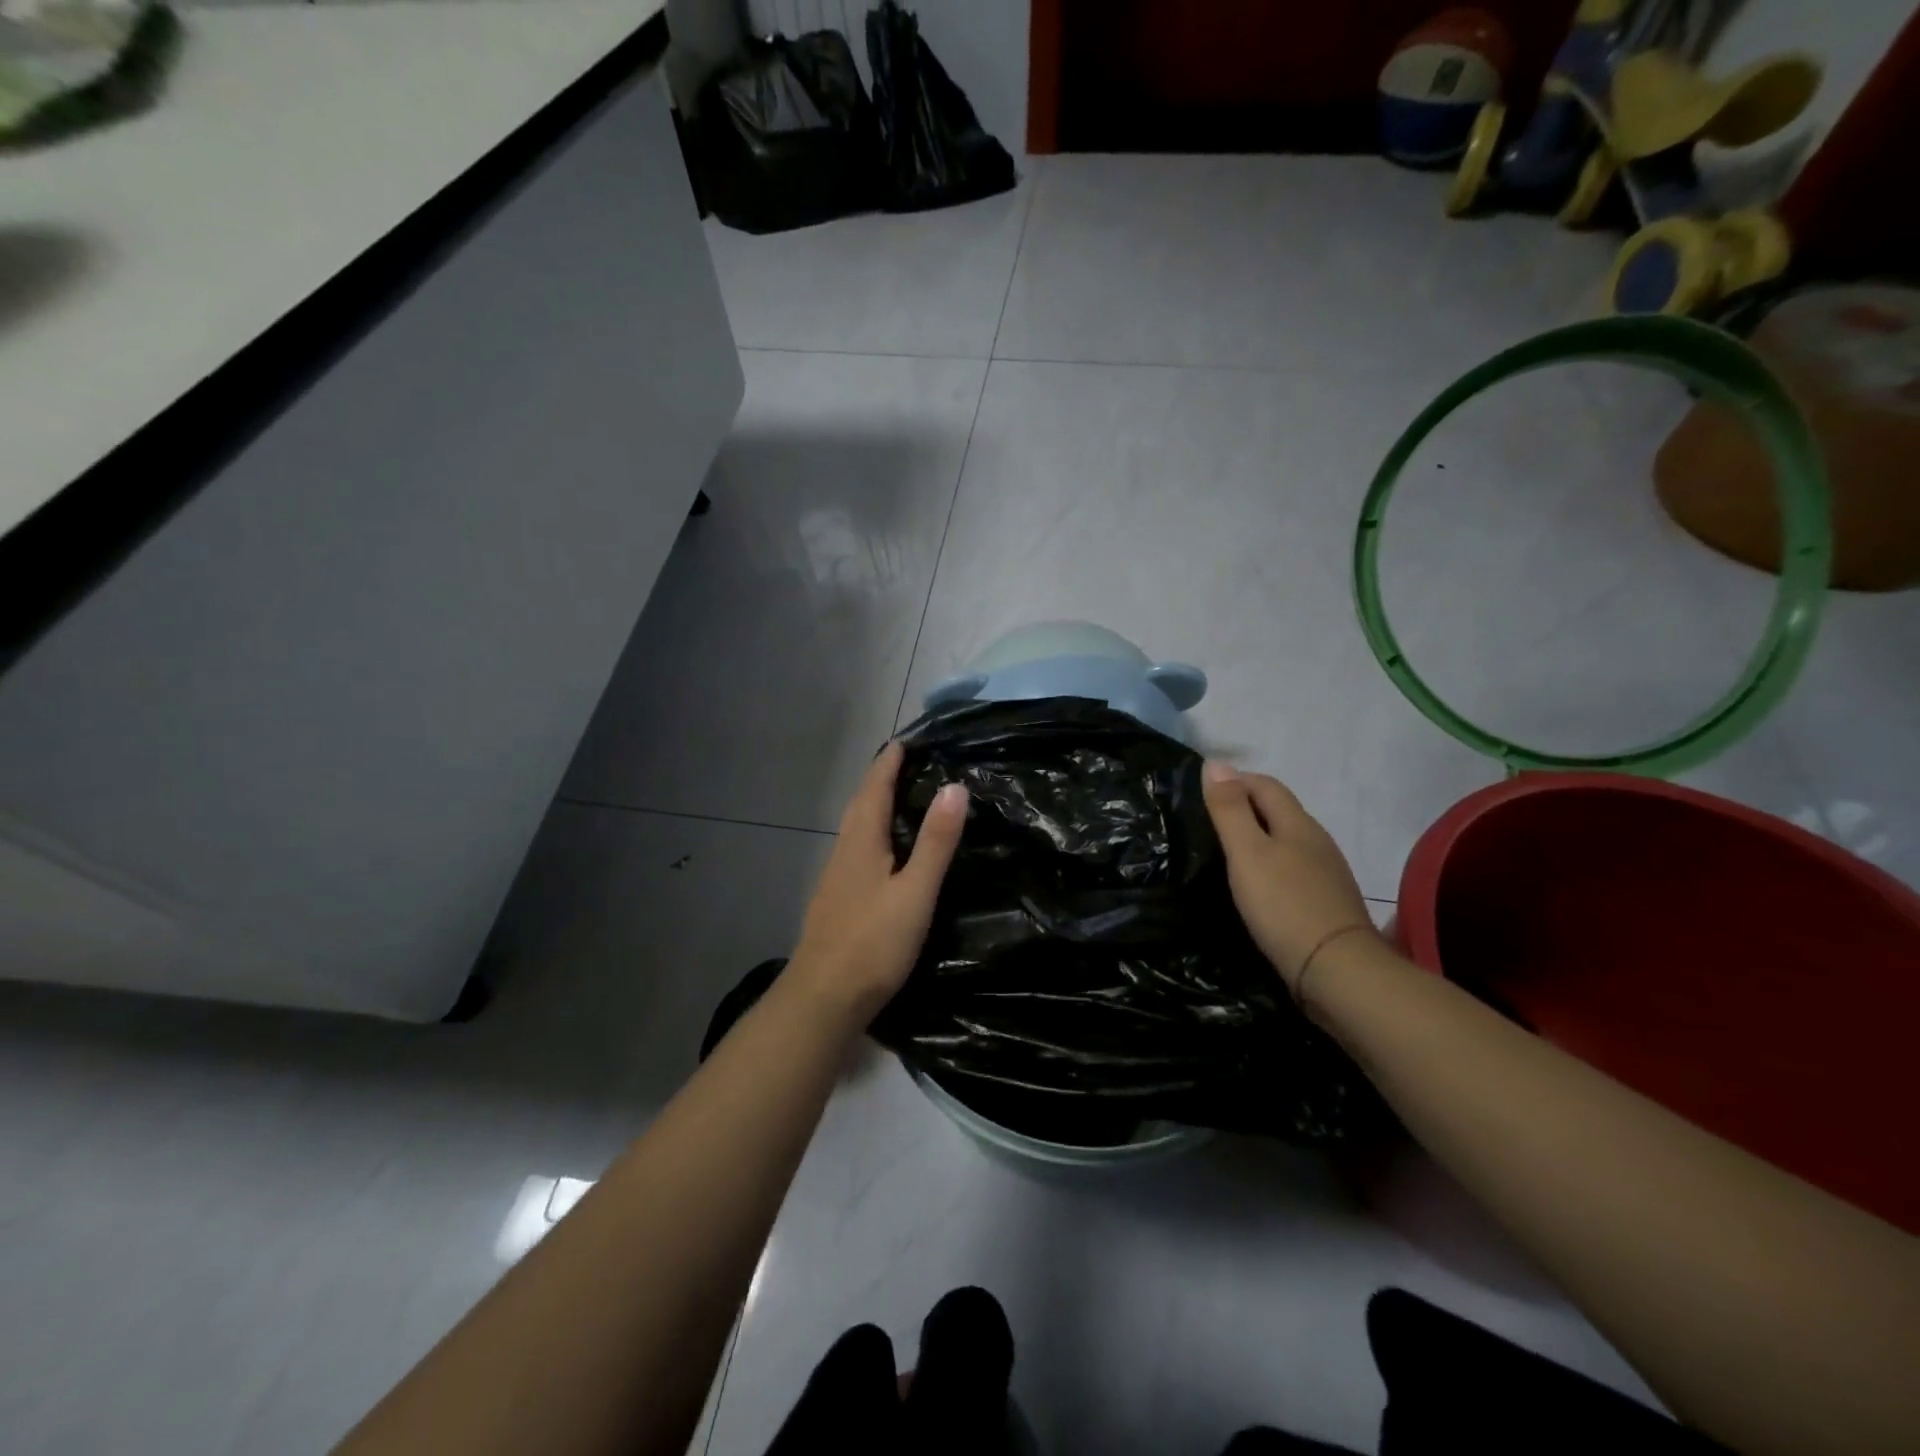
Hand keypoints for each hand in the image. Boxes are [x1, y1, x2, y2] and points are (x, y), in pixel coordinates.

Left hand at [788, 742, 968, 1024]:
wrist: (824, 998)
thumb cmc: (873, 942)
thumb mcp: (915, 891)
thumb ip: (935, 841)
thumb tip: (954, 786)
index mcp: (862, 842)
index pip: (875, 788)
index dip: (889, 762)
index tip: (906, 740)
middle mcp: (844, 851)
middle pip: (860, 804)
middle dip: (880, 779)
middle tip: (905, 763)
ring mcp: (835, 877)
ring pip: (855, 828)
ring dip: (873, 805)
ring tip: (898, 799)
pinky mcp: (836, 900)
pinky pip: (855, 850)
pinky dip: (871, 833)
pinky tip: (883, 852)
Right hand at [1201, 761, 1378, 997]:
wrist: (1338, 971)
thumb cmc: (1284, 905)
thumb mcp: (1247, 853)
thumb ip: (1229, 810)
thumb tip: (1214, 763)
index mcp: (1298, 824)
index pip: (1265, 785)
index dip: (1235, 780)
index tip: (1203, 793)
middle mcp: (1317, 841)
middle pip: (1279, 810)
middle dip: (1246, 806)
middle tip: (1208, 821)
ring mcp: (1327, 873)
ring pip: (1288, 840)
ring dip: (1259, 837)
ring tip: (1227, 852)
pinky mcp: (1327, 902)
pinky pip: (1294, 868)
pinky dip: (1271, 864)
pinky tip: (1258, 885)